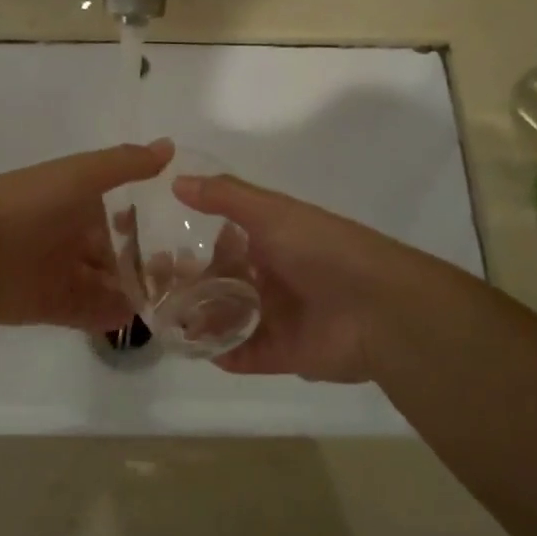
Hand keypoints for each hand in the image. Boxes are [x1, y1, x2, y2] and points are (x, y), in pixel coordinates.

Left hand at [0, 139, 172, 330]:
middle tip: (183, 277)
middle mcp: (69, 238)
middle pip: (114, 254)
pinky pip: (90, 313)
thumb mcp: (79, 175)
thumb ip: (124, 164)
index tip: (180, 234)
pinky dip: (111, 316)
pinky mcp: (52, 306)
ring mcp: (61, 274)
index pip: (118, 215)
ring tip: (170, 301)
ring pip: (106, 285)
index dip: (144, 224)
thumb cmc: (28, 205)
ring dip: (132, 292)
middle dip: (143, 264)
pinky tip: (137, 317)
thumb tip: (170, 146)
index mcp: (74, 203)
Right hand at [172, 172, 423, 382]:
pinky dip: (223, 353)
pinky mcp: (286, 354)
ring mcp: (280, 317)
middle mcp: (275, 278)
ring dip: (201, 322)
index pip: (225, 244)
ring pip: (229, 320)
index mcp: (274, 242)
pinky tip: (197, 349)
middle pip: (223, 283)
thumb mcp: (271, 212)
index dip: (194, 248)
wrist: (378, 308)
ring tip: (169, 323)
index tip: (162, 253)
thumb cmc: (321, 250)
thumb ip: (224, 197)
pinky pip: (246, 354)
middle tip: (157, 293)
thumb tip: (176, 180)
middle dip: (192, 288)